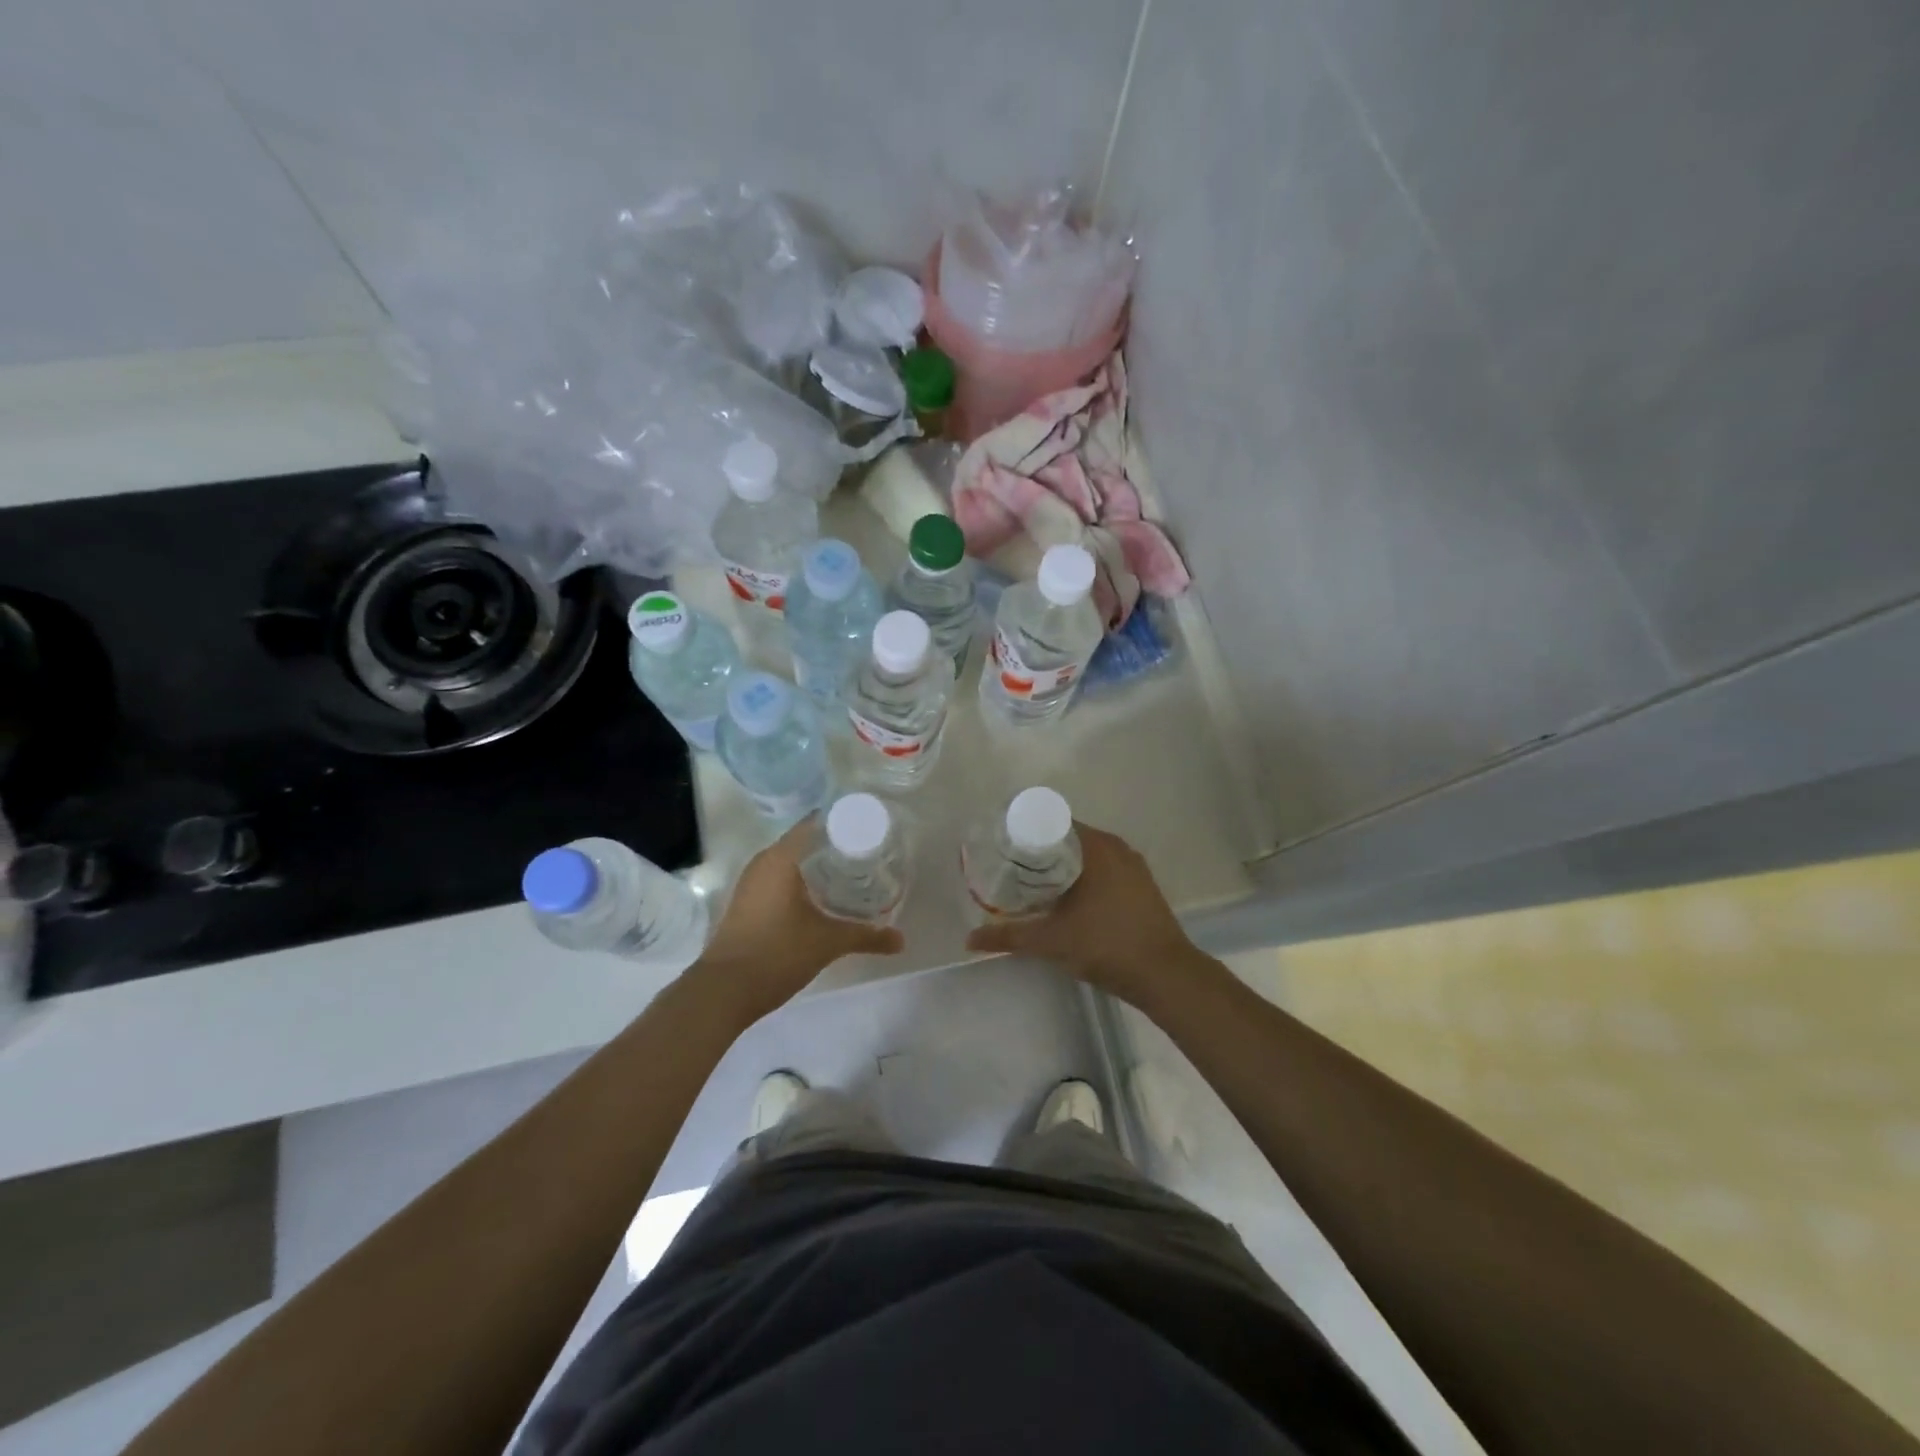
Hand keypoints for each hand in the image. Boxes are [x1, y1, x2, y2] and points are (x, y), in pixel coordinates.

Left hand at [691, 818, 902, 1020]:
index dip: (845, 823)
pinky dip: (803, 882)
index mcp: (782, 858)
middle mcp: (764, 862)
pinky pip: (781, 879)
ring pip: (793, 862)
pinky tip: (824, 898)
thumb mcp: (828, 943)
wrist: (724, 991)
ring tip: (853, 874)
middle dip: (837, 846)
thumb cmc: (777, 954)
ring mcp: (752, 883)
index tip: (871, 829)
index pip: (817, 824)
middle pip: (806, 841)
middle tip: (870, 853)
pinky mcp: (749, 903)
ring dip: (819, 866)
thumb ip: (867, 936)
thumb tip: (901, 941)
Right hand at [965, 824, 1193, 1006]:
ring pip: (1086, 855)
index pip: (1051, 822)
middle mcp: (1116, 847)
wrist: (1166, 976)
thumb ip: (1009, 937)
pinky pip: (1103, 869)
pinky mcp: (1141, 885)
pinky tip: (1065, 897)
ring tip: (1031, 882)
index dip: (1024, 831)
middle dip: (1039, 850)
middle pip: (1067, 838)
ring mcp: (1132, 866)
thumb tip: (969, 939)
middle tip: (1009, 866)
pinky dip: (1082, 876)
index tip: (1002, 845)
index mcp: (1095, 846)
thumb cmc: (1107, 946)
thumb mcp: (1051, 941)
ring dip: (1061, 865)